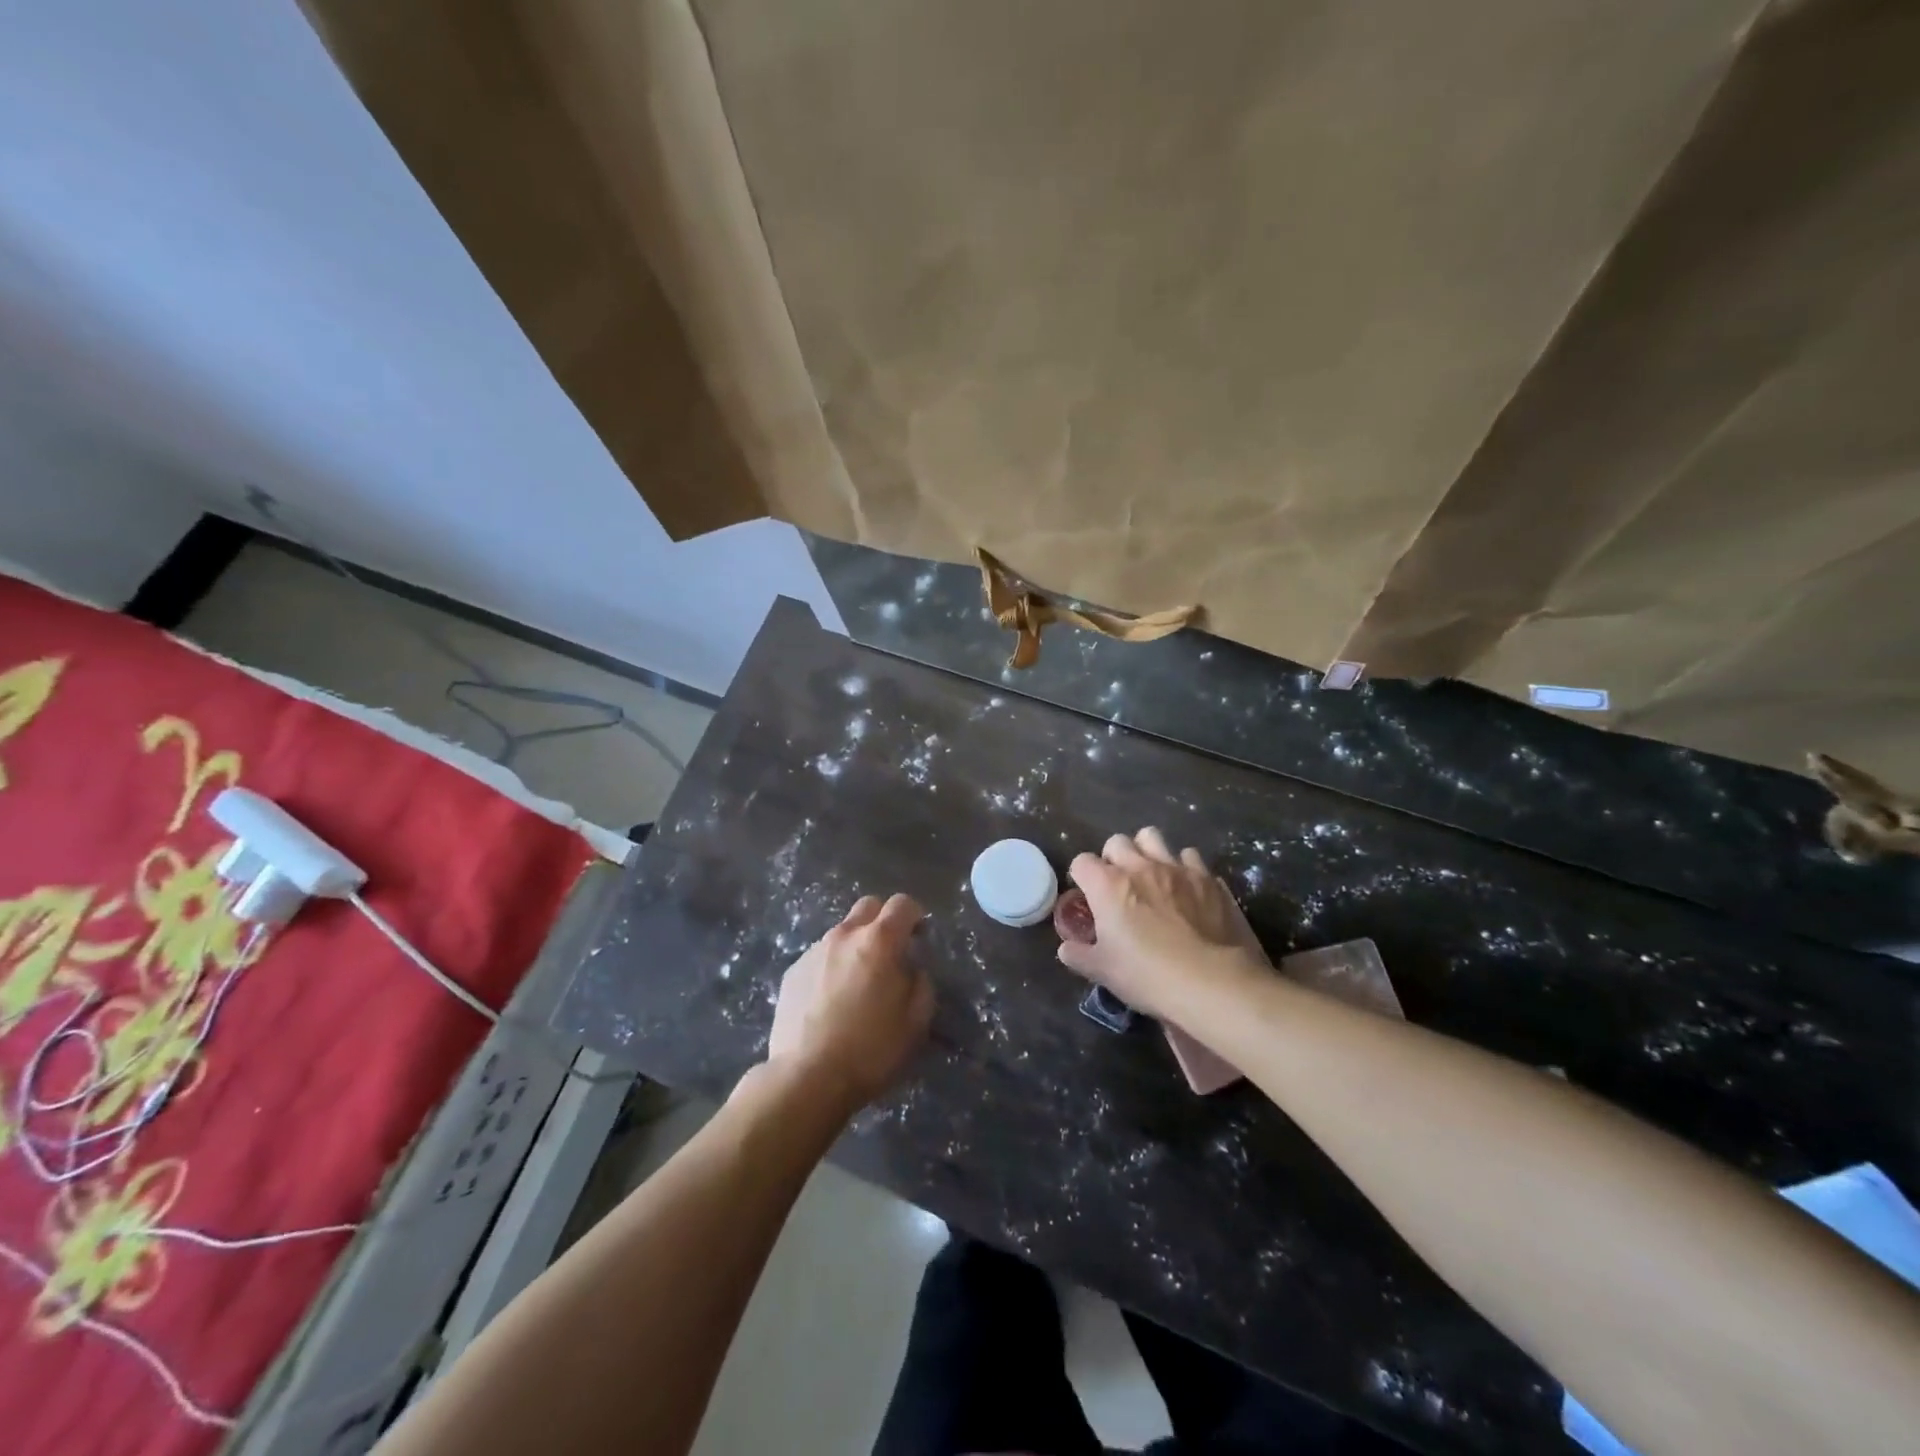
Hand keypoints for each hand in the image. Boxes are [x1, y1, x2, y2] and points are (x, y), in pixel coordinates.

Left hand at [768, 893, 933, 1110]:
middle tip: (890, 952)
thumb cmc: (870, 1049)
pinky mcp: (792, 971)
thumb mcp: (916, 1021)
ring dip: (855, 945)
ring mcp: (814, 951)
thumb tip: (912, 969)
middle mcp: (844, 935)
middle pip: (868, 906)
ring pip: (842, 932)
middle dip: (883, 920)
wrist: (806, 1077)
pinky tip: (831, 1000)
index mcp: (879, 941)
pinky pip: (820, 956)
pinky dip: (832, 966)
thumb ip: (921, 984)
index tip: (919, 937)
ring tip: (857, 982)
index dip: (915, 916)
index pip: (902, 904)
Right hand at [1058, 828, 1268, 1018]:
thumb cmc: (1148, 976)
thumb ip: (1079, 955)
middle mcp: (1140, 866)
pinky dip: (1184, 868)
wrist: (1214, 983)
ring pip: (1153, 837)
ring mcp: (1177, 868)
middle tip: (1119, 885)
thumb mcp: (1103, 972)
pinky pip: (1190, 858)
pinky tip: (1187, 889)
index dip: (1082, 877)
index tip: (1089, 896)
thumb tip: (1066, 948)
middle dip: (1113, 857)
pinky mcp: (1208, 878)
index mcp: (1108, 885)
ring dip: (1147, 851)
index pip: (1082, 862)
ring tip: (1152, 875)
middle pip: (1117, 841)